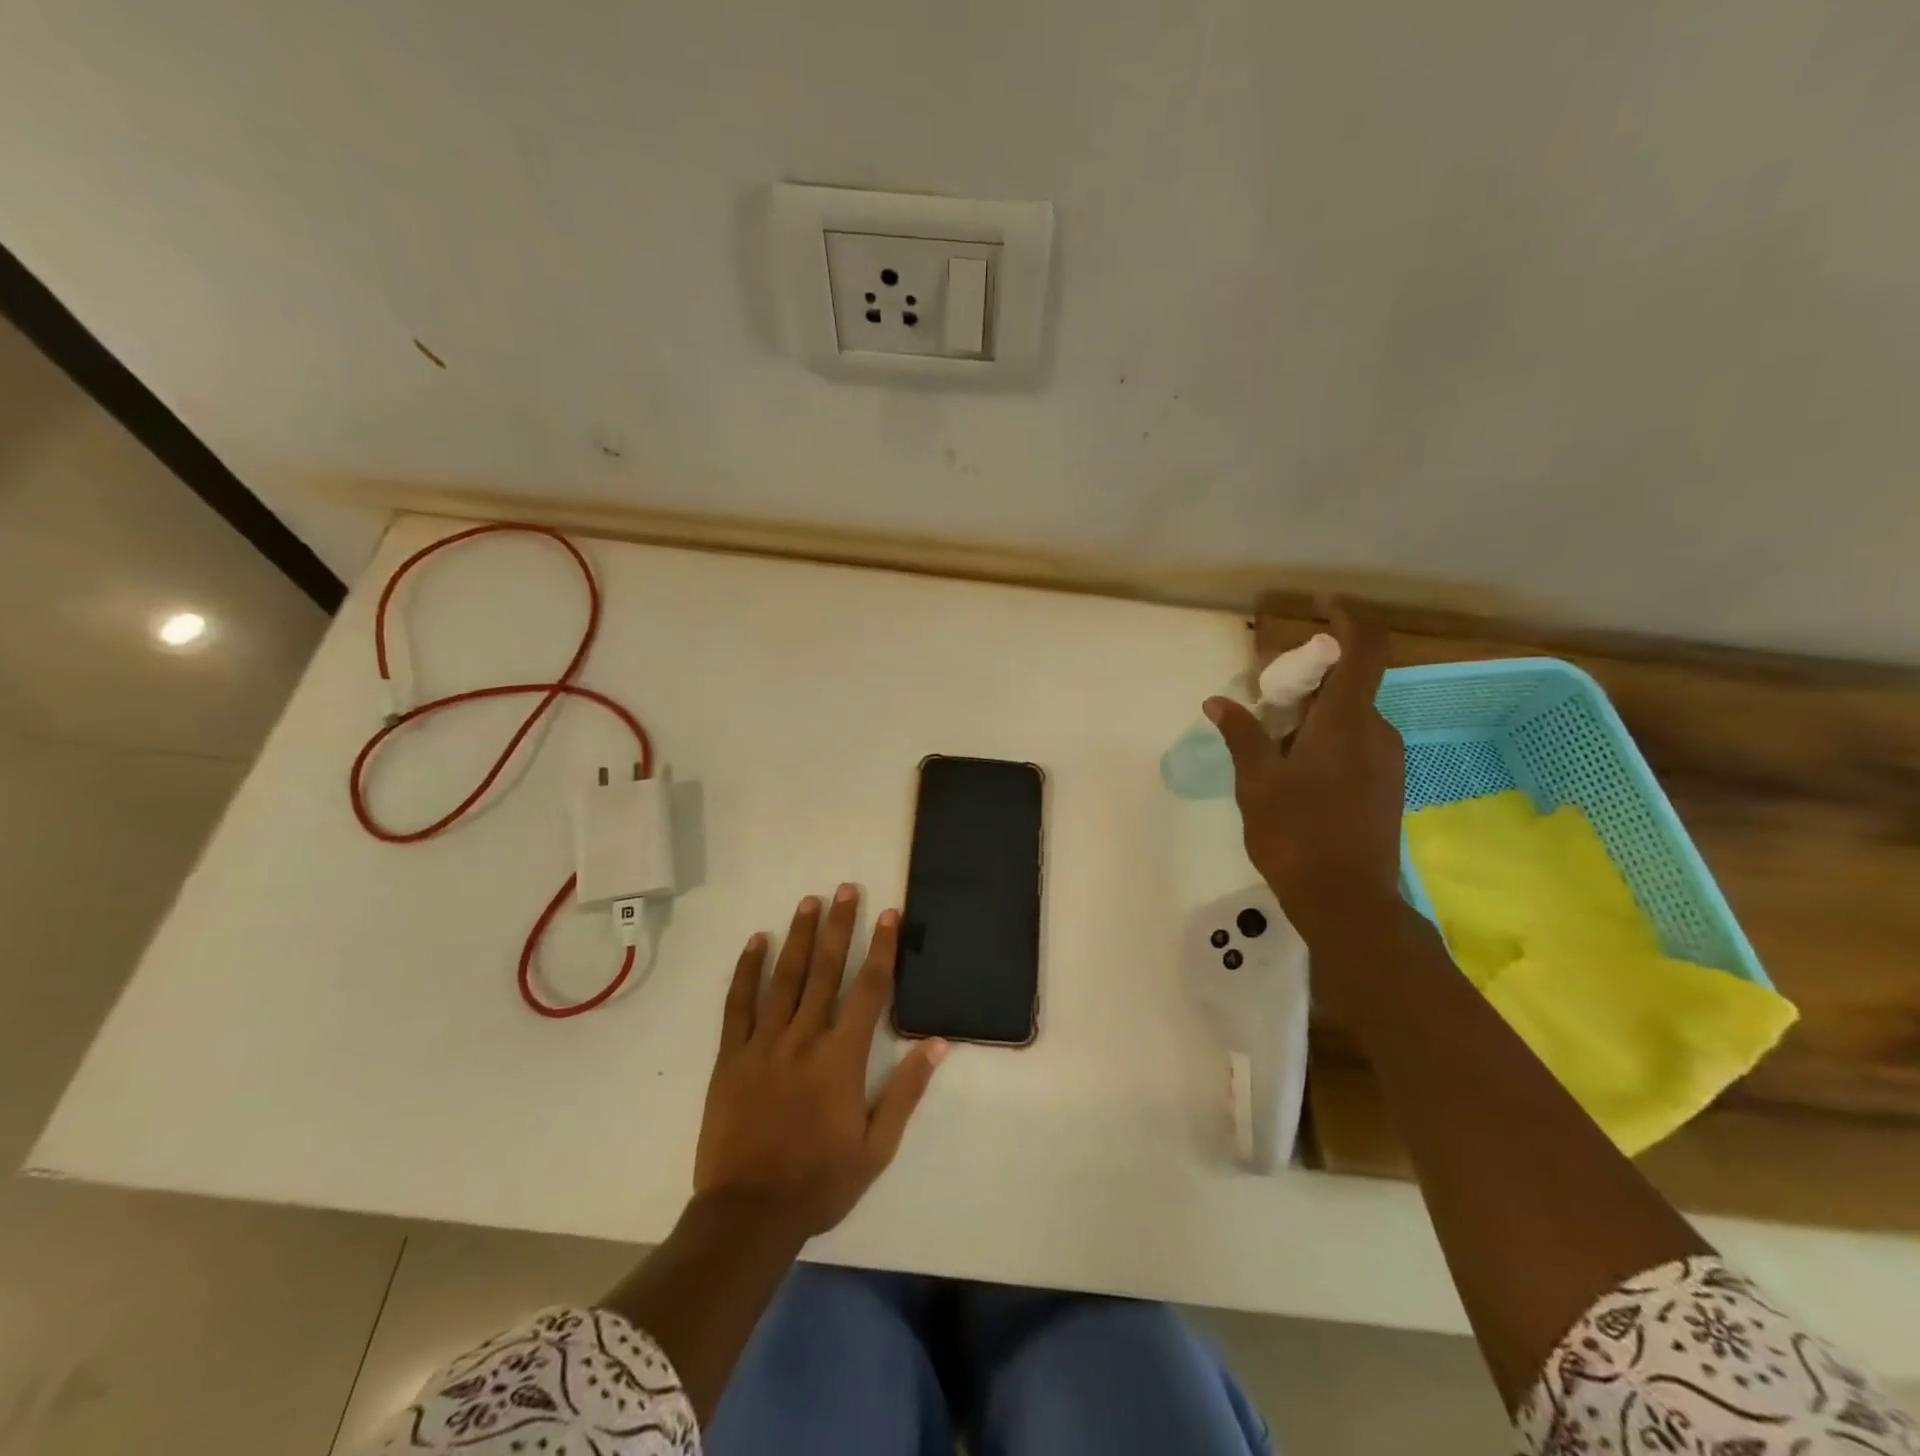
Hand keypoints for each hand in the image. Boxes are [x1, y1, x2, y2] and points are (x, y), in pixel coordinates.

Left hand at [694, 885, 947, 1240]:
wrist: (748, 1215)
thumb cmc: (820, 1182)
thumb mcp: (876, 1147)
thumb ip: (906, 1092)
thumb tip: (937, 1043)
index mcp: (841, 1058)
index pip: (869, 990)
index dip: (882, 948)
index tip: (890, 914)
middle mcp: (804, 1039)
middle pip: (825, 971)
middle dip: (839, 926)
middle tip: (846, 888)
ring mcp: (763, 1044)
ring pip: (783, 978)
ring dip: (798, 936)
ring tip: (809, 901)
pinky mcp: (730, 1057)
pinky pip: (737, 1005)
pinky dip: (746, 971)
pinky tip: (755, 942)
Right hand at [1204, 609, 1405, 949]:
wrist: (1348, 901)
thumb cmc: (1296, 834)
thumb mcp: (1256, 782)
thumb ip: (1241, 734)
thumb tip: (1218, 701)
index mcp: (1346, 722)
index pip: (1364, 648)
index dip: (1346, 618)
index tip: (1318, 606)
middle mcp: (1376, 732)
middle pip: (1347, 684)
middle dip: (1305, 682)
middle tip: (1263, 703)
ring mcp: (1386, 760)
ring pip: (1347, 717)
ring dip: (1311, 716)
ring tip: (1269, 748)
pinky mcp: (1386, 784)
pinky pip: (1355, 742)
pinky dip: (1324, 740)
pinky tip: (1292, 775)